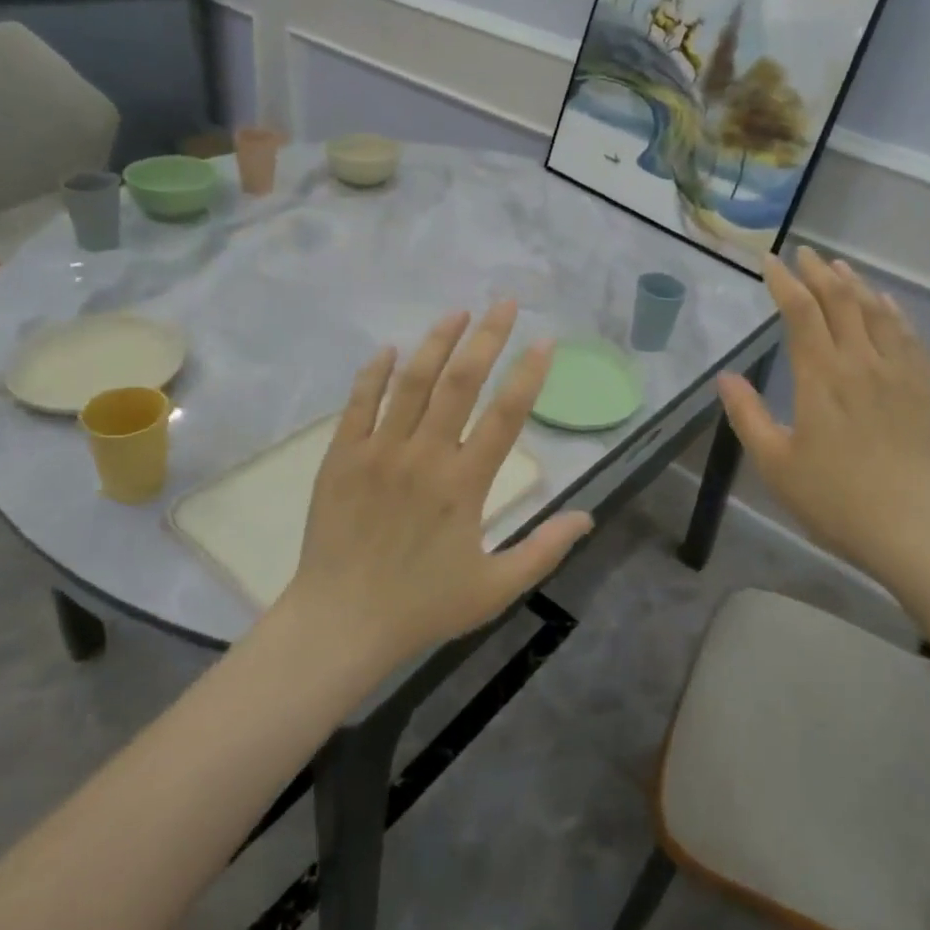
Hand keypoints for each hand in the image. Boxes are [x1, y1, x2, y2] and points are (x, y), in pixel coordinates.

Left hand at [285, 301, 593, 668]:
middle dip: (486, 338)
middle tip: (504, 304)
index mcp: (465, 485)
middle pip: (460, 383)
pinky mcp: (342, 457)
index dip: (529, 374)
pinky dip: (375, 373)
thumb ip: (544, 550)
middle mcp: (425, 457)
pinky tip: (389, 349)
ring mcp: (379, 452)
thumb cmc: (422, 607)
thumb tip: (589, 516)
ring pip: (411, 383)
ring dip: (436, 342)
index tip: (544, 341)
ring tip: (457, 312)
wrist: (340, 625)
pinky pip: (359, 404)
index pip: (505, 416)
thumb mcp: (495, 589)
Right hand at [717, 247, 929, 588]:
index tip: (769, 262)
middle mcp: (861, 363)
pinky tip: (885, 304)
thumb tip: (726, 377)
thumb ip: (748, 416)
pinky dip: (892, 310)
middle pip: (840, 301)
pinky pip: (909, 335)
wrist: (918, 530)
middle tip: (803, 255)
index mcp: (821, 378)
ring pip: (877, 311)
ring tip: (839, 268)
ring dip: (855, 284)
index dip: (783, 282)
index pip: (801, 312)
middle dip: (819, 273)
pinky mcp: (926, 388)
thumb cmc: (837, 500)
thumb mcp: (776, 465)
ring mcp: (899, 373)